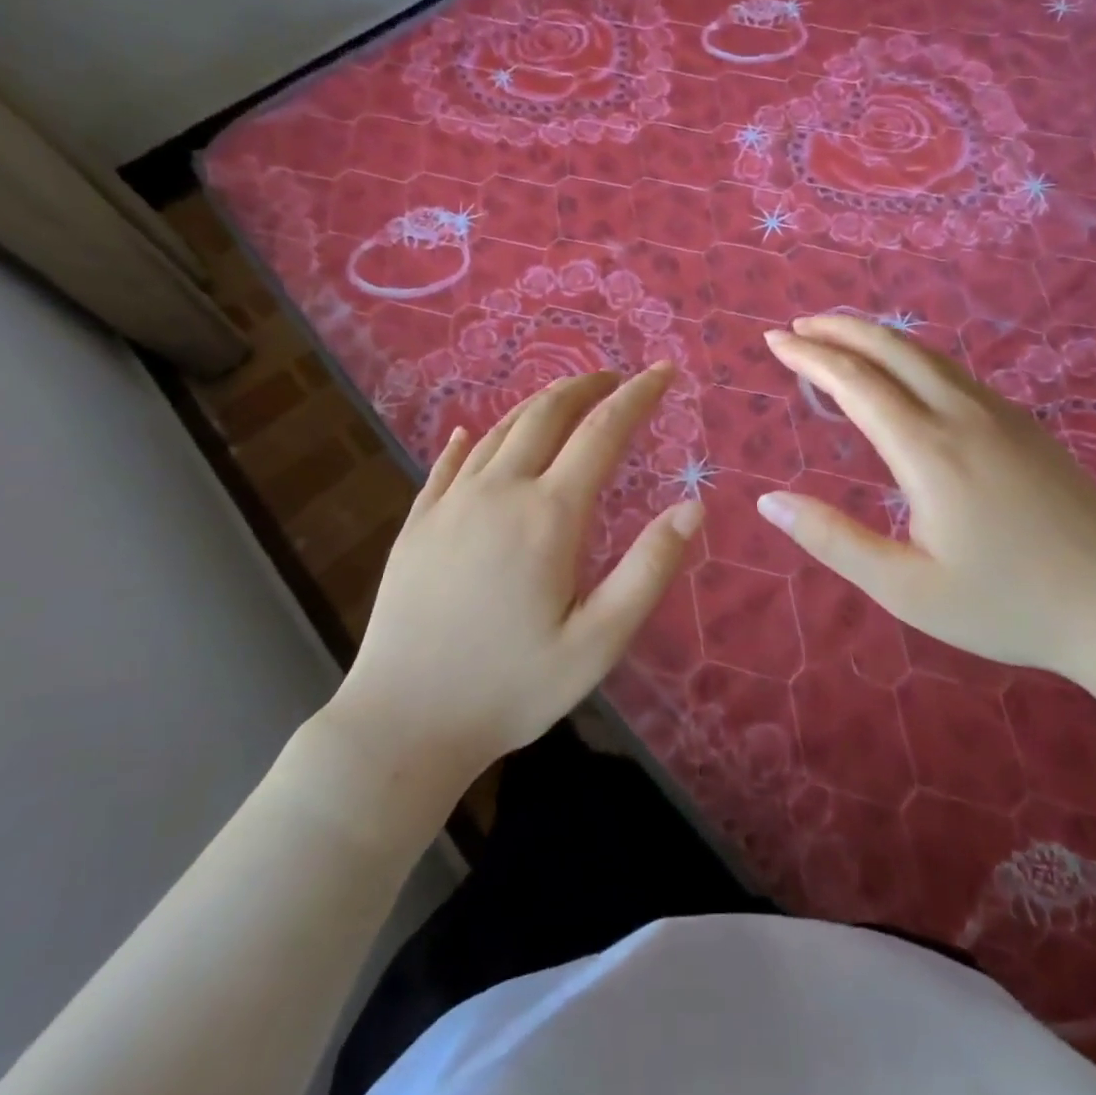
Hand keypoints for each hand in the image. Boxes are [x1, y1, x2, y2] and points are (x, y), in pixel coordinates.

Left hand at [324, 366, 700, 782]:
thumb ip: (649, 569)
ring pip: (500, 431)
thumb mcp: (598, 641)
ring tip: (565, 400)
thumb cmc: (511, 687)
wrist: (402, 723)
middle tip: (614, 379)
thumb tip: (693, 507)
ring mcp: (450, 504)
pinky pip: (450, 463)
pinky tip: (475, 434)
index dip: (638, 396)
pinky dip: (474, 439)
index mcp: (548, 515)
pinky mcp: (417, 524)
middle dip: (586, 387)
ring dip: (538, 406)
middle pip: (546, 414)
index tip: (662, 371)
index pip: (602, 432)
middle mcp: (498, 492)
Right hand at [757, 315, 1095, 677]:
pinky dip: (913, 358)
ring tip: (840, 338)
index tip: (774, 340)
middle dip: (840, 329)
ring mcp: (1001, 414)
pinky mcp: (1025, 425)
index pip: (855, 383)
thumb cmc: (1005, 605)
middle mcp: (962, 416)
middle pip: (892, 350)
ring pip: (928, 355)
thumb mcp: (905, 589)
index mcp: (928, 451)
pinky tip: (905, 374)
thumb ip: (833, 540)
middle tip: (798, 325)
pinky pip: (956, 373)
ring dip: (877, 338)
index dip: (810, 357)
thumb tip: (769, 502)